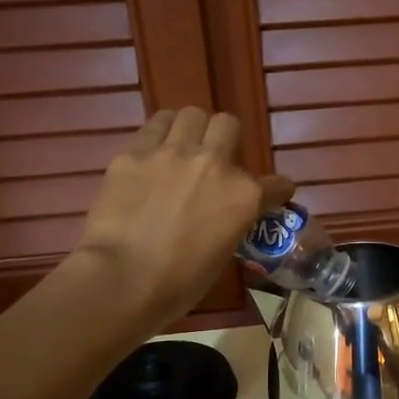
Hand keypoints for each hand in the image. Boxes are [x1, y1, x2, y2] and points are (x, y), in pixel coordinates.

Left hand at [73, 108, 291, 325]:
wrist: (122, 279)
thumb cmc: (178, 283)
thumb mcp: (222, 254)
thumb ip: (230, 223)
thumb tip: (222, 216)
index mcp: (244, 196)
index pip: (276, 184)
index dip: (276, 190)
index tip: (273, 194)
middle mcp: (214, 163)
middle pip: (228, 124)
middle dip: (226, 139)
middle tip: (214, 159)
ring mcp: (171, 153)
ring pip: (190, 114)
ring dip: (190, 129)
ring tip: (180, 147)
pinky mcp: (133, 153)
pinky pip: (152, 128)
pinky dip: (157, 137)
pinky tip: (151, 156)